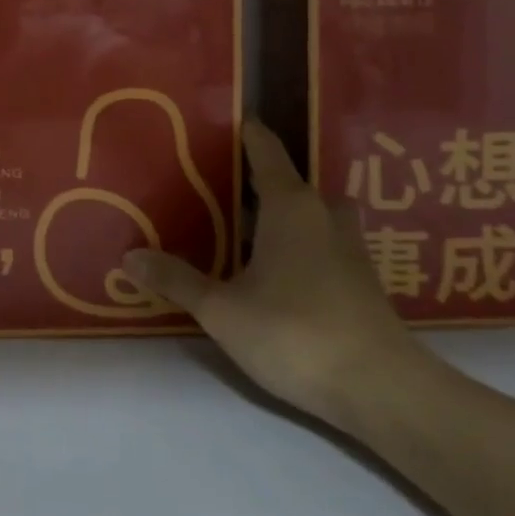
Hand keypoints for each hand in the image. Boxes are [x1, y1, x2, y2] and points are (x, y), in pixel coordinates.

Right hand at [123, 117, 431, 433]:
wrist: (384, 391)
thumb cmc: (296, 333)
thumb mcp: (222, 309)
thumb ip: (177, 280)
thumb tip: (129, 255)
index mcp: (288, 203)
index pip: (264, 147)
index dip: (240, 130)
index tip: (210, 124)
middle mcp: (321, 212)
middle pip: (282, 179)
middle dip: (247, 178)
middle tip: (206, 184)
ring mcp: (348, 245)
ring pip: (305, 212)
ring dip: (275, 213)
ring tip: (236, 225)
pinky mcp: (361, 278)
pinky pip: (320, 240)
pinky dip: (294, 241)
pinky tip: (271, 266)